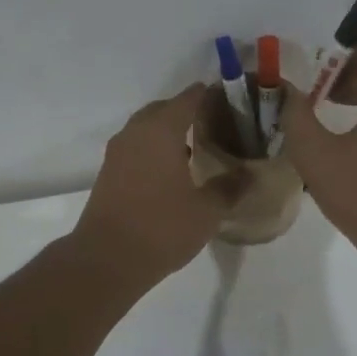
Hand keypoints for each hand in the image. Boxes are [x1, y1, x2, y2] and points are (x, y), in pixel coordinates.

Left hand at [72, 83, 243, 287]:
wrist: (106, 260)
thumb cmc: (161, 228)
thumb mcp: (207, 211)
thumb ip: (230, 187)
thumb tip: (249, 173)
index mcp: (160, 130)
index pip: (189, 98)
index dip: (210, 95)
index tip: (232, 102)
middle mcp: (135, 132)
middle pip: (164, 109)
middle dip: (188, 112)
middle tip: (216, 125)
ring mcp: (117, 152)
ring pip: (147, 128)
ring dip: (169, 131)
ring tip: (197, 148)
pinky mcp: (109, 172)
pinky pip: (136, 147)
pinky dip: (155, 149)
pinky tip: (174, 171)